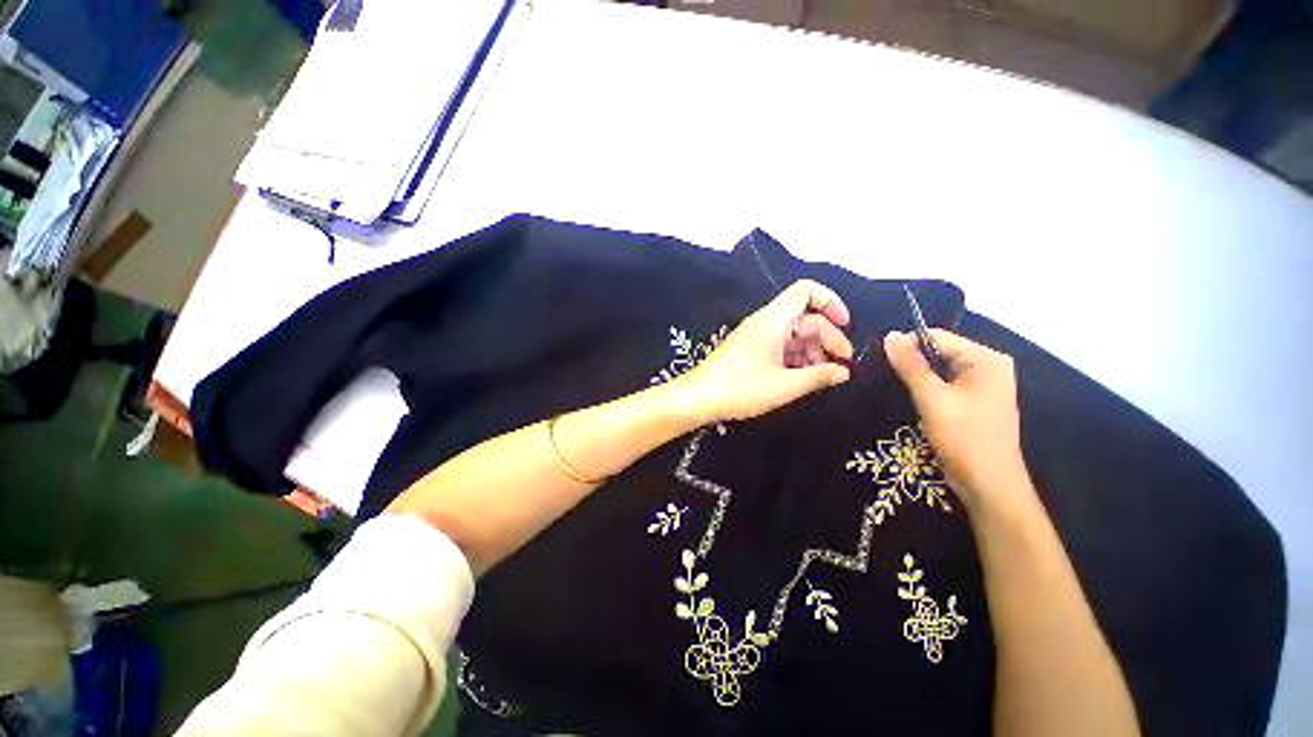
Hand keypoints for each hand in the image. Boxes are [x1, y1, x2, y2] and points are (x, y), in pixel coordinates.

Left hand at [677, 280, 853, 424]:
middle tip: (841, 367)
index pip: (806, 291)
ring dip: (813, 352)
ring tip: (823, 377)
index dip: (831, 301)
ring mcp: (756, 336)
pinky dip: (796, 358)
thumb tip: (843, 372)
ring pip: (794, 335)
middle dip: (828, 339)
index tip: (846, 325)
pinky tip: (803, 378)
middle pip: (805, 318)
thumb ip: (819, 376)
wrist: (699, 397)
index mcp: (773, 320)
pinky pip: (780, 346)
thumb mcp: (786, 385)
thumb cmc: (742, 388)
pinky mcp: (750, 349)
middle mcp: (765, 322)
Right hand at [884, 329, 1031, 511]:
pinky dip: (927, 388)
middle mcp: (988, 366)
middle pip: (940, 351)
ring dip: (917, 376)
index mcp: (986, 359)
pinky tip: (912, 398)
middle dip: (912, 362)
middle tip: (886, 375)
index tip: (879, 358)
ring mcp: (983, 385)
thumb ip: (911, 365)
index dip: (907, 344)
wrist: (988, 484)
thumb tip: (889, 335)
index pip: (938, 337)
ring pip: (940, 369)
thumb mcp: (932, 398)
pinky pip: (945, 384)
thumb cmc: (964, 438)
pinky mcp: (974, 401)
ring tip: (895, 386)